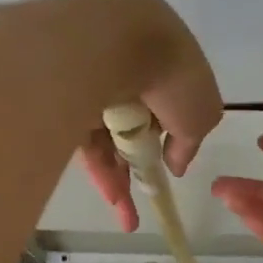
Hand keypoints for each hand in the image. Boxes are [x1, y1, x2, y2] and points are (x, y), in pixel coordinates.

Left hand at [70, 0, 223, 231]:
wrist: (109, 44)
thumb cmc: (171, 75)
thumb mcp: (202, 114)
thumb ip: (190, 143)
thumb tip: (175, 164)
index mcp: (162, 60)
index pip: (166, 104)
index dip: (170, 137)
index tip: (171, 163)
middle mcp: (124, 69)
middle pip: (133, 125)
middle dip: (139, 165)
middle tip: (147, 198)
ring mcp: (89, 85)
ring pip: (106, 138)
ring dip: (119, 179)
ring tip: (127, 219)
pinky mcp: (60, 104)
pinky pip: (83, 143)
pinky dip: (99, 173)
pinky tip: (113, 201)